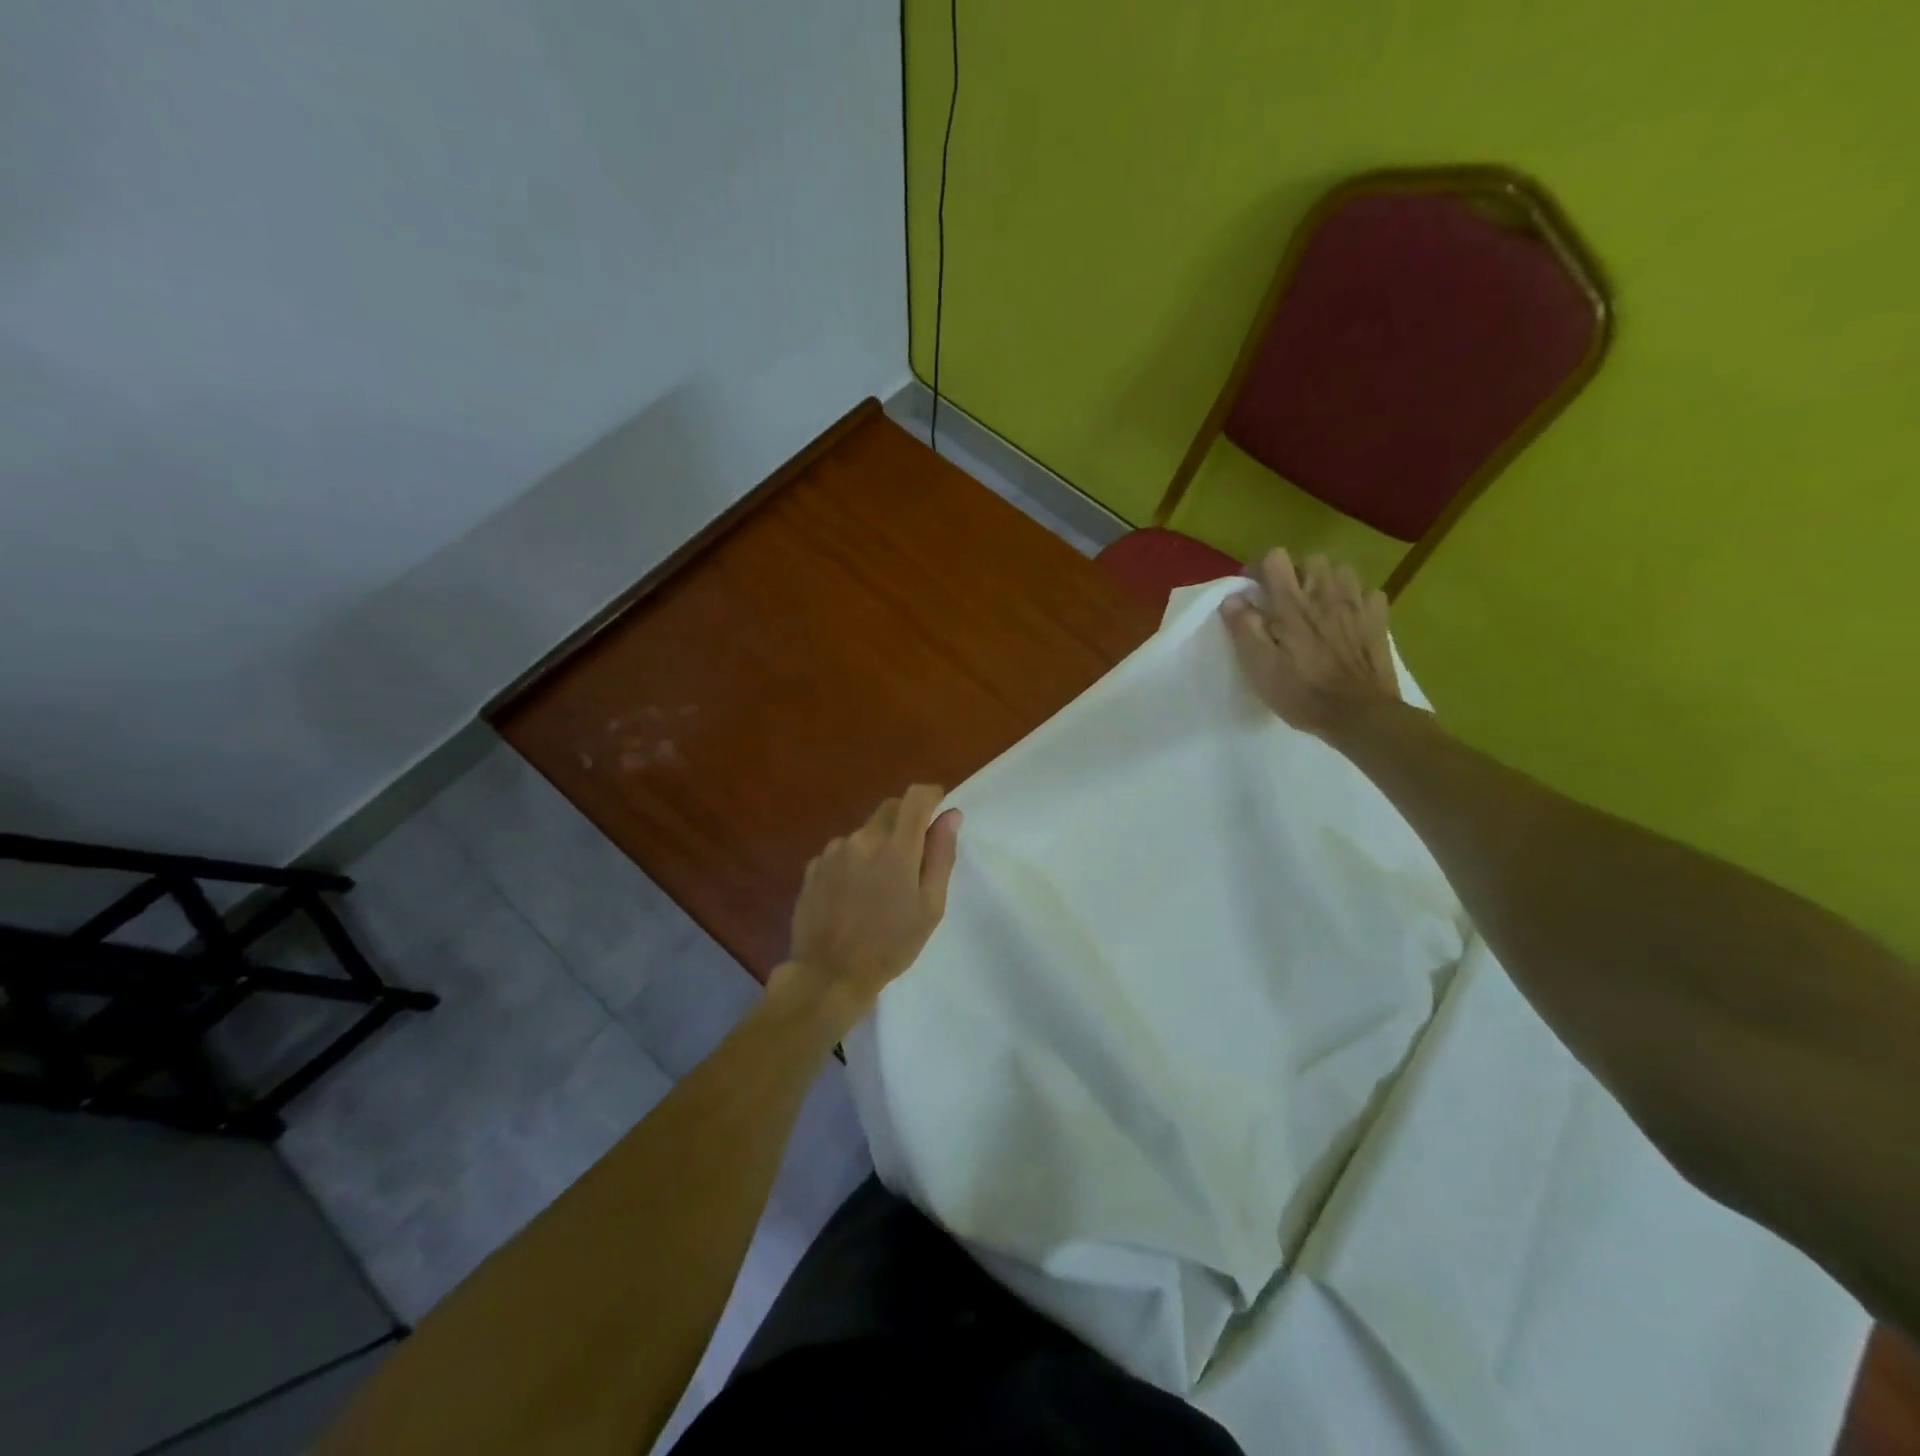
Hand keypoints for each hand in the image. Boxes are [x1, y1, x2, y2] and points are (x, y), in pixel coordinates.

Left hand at [777, 785, 961, 1031]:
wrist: (829, 975)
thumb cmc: (891, 945)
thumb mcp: (929, 906)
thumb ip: (941, 855)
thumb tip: (950, 815)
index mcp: (896, 847)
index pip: (915, 797)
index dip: (931, 796)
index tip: (938, 809)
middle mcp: (862, 839)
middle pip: (890, 809)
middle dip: (906, 820)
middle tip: (914, 856)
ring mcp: (833, 851)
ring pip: (865, 831)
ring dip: (878, 844)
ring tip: (880, 885)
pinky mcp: (814, 866)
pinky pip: (842, 851)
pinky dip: (854, 861)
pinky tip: (854, 894)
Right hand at [1221, 549, 1398, 739]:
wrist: (1359, 714)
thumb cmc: (1301, 692)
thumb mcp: (1259, 666)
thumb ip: (1243, 627)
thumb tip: (1232, 598)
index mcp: (1291, 604)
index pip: (1275, 559)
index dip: (1260, 570)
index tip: (1253, 593)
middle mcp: (1325, 594)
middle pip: (1311, 560)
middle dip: (1295, 575)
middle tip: (1285, 603)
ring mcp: (1356, 605)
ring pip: (1341, 571)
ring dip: (1326, 583)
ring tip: (1317, 607)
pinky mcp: (1378, 620)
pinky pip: (1368, 594)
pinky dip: (1356, 600)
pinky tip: (1347, 619)